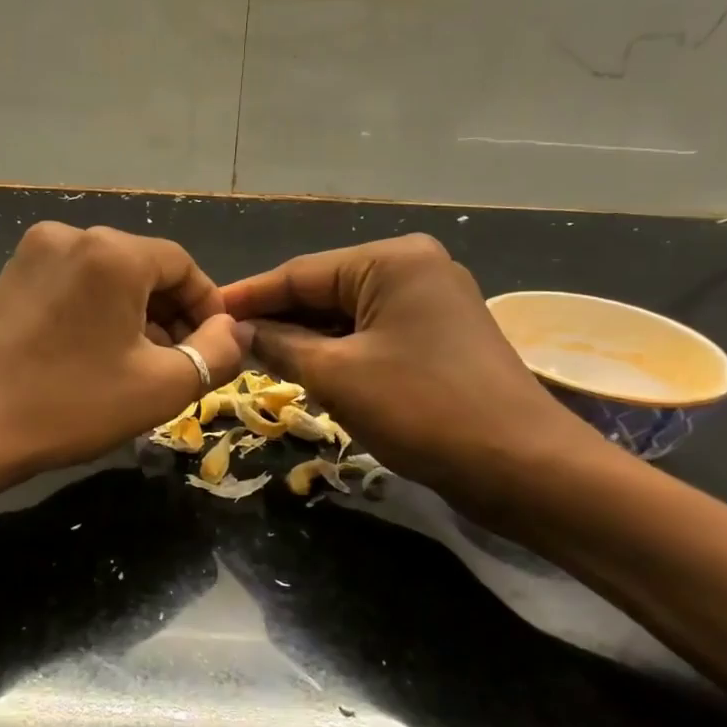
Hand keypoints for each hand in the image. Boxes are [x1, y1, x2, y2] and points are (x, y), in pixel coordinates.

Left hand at [0, 222, 251, 480]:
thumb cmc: (71, 405)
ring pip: (108, 278)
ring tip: (140, 367)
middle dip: (171, 314)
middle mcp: (72, 234)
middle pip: (144, 268)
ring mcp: (33, 253)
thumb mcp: (162, 386)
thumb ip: (217, 352)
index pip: (183, 265)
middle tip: (180, 365)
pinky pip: (74, 285)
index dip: (208, 307)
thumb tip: (237, 330)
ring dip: (135, 316)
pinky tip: (96, 356)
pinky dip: (98, 314)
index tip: (215, 350)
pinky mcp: (9, 277)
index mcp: (113, 251)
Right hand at [222, 235, 598, 515]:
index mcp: (392, 260)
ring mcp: (431, 302)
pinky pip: (371, 335)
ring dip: (303, 339)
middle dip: (275, 319)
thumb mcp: (337, 375)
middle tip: (221, 343)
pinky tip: (301, 369)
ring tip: (250, 359)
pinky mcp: (437, 337)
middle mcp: (414, 268)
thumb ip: (278, 344)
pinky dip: (336, 353)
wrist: (522, 467)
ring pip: (346, 316)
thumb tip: (235, 331)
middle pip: (324, 291)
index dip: (248, 296)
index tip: (203, 312)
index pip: (300, 273)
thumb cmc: (423, 409)